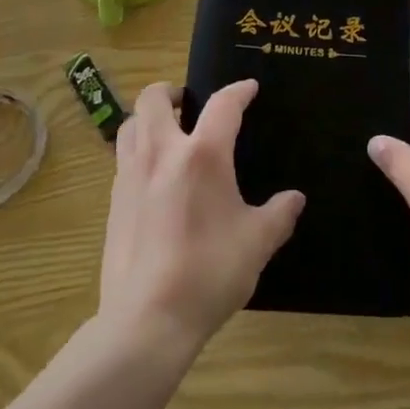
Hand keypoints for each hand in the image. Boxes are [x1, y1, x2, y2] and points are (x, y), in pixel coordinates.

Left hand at [99, 80, 303, 355]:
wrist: (147, 320)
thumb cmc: (209, 272)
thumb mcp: (256, 244)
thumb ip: (278, 215)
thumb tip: (295, 199)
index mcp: (202, 155)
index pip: (223, 105)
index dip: (238, 91)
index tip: (249, 88)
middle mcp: (162, 153)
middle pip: (154, 99)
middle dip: (171, 91)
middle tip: (188, 102)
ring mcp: (131, 176)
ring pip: (130, 124)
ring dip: (148, 118)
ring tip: (166, 132)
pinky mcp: (114, 202)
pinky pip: (122, 158)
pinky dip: (137, 151)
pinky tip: (153, 176)